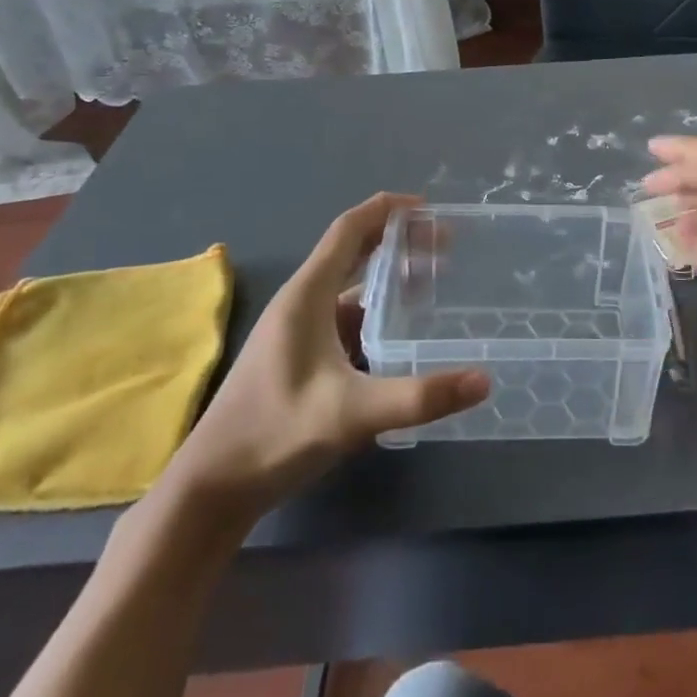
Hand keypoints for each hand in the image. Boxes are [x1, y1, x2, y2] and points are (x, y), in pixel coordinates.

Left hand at [165, 194, 488, 517]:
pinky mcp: (300, 358)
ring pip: (351, 288)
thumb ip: (419, 397)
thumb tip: (484, 380)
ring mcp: (299, 331)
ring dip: (390, 278)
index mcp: (308, 295)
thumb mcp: (352, 413)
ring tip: (433, 281)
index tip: (429, 207)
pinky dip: (378, 313)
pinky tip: (403, 334)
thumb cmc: (275, 434)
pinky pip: (347, 319)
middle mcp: (302, 303)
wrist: (212, 489)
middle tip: (445, 245)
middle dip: (398, 241)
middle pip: (354, 252)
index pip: (349, 229)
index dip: (387, 210)